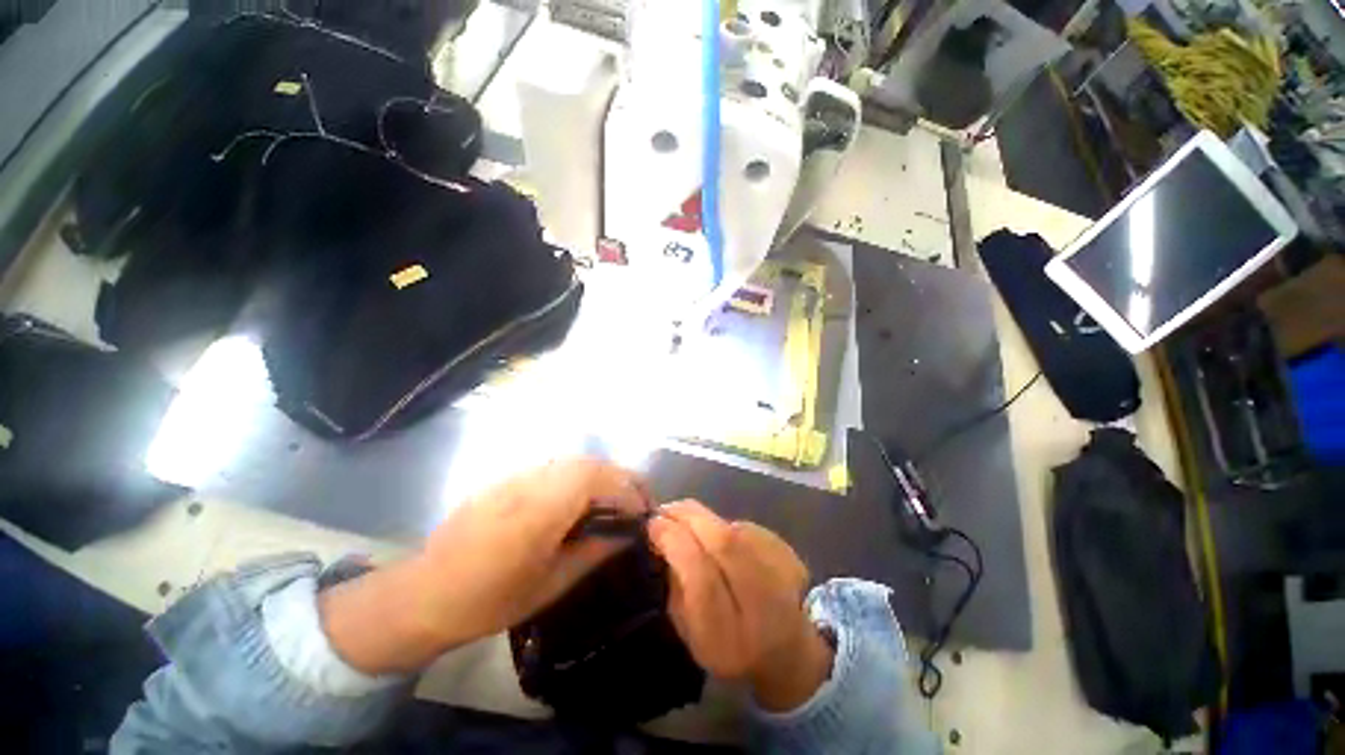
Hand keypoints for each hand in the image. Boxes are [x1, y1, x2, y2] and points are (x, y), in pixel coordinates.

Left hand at [320, 458, 649, 673]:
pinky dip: (580, 476)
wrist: (426, 593)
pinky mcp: (510, 478)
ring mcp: (519, 476)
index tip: (644, 511)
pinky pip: (556, 468)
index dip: (628, 490)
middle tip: (637, 501)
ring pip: (574, 461)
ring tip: (616, 499)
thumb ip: (593, 553)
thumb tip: (626, 536)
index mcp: (542, 510)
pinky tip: (582, 498)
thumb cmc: (490, 599)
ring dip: (602, 474)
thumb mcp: (550, 584)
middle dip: (621, 478)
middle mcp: (532, 482)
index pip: (598, 480)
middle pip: (590, 463)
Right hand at [648, 501, 833, 711]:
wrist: (789, 648)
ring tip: (685, 518)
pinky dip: (723, 524)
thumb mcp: (692, 634)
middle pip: (723, 544)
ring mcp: (781, 575)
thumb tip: (663, 541)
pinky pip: (745, 527)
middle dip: (687, 518)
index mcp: (729, 636)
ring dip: (703, 517)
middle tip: (665, 509)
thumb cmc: (730, 647)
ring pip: (733, 529)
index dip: (674, 543)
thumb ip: (676, 590)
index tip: (653, 525)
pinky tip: (715, 532)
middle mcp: (760, 604)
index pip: (700, 576)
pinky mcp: (787, 552)